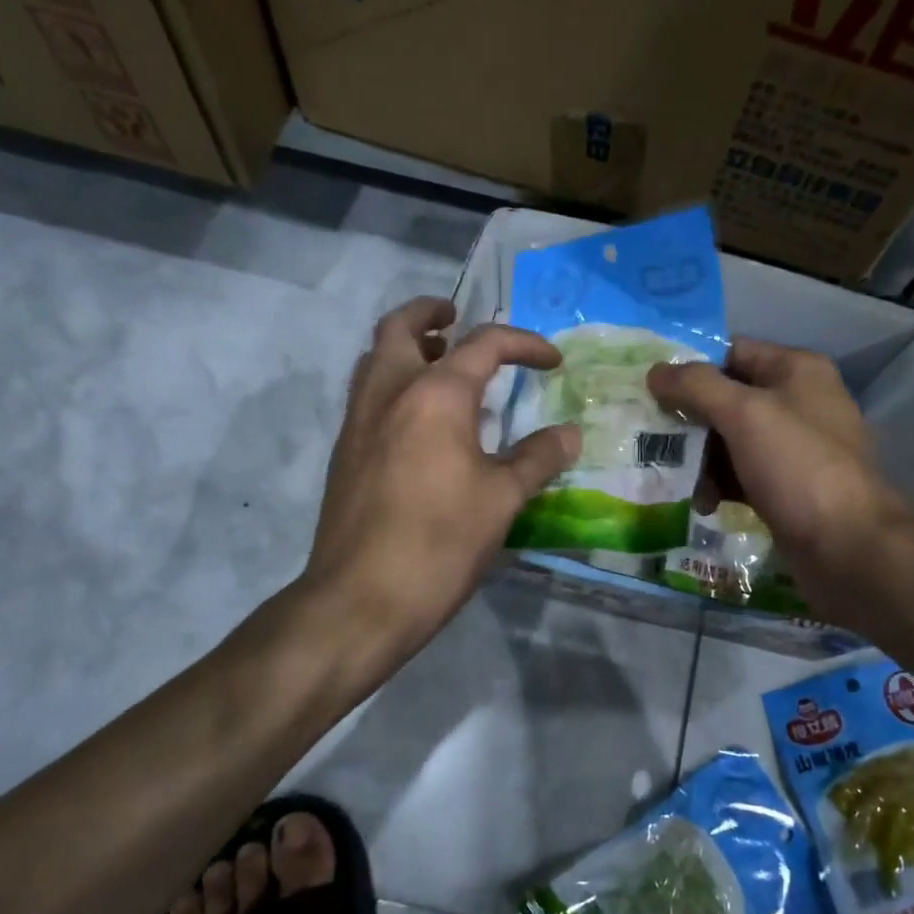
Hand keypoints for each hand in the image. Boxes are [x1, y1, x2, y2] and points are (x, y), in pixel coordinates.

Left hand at [301, 297, 579, 662]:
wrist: (361, 599)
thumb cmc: (440, 542)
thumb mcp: (503, 499)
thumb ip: (538, 458)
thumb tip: (569, 433)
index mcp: (435, 395)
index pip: (484, 344)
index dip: (524, 344)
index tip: (551, 362)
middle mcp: (389, 393)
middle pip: (400, 327)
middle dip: (433, 314)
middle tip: (459, 320)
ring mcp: (358, 422)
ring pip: (375, 358)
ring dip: (407, 347)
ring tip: (441, 365)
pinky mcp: (344, 453)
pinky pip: (367, 395)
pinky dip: (393, 384)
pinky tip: (421, 422)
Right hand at [647, 338, 911, 623]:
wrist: (847, 546)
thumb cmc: (797, 466)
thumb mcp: (744, 414)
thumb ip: (696, 386)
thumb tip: (655, 371)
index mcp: (796, 370)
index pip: (731, 352)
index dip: (689, 365)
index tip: (648, 385)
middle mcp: (797, 402)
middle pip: (727, 398)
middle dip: (688, 418)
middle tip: (648, 435)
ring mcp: (793, 448)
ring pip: (730, 441)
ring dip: (698, 458)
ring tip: (671, 476)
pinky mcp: (786, 487)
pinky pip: (740, 474)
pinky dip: (718, 484)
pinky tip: (702, 502)